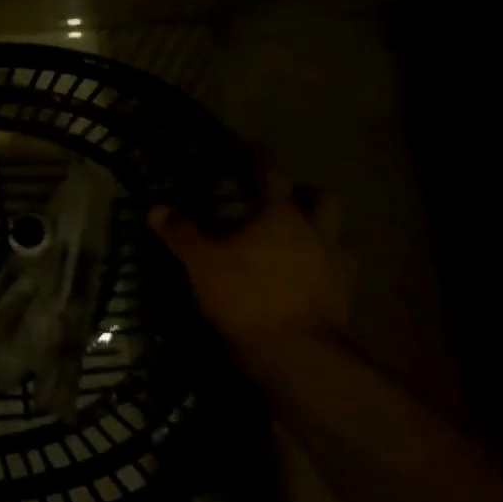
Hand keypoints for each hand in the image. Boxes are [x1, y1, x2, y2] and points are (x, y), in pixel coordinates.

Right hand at [149, 168, 347, 383]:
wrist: (299, 355)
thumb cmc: (249, 296)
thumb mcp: (203, 262)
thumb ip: (183, 233)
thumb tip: (157, 208)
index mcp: (281, 214)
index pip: (272, 173)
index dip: (259, 156)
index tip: (252, 145)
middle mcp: (316, 231)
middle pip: (322, 198)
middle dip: (306, 193)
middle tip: (285, 200)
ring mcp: (337, 266)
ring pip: (339, 235)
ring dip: (323, 232)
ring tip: (301, 242)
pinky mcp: (345, 298)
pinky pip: (341, 273)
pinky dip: (327, 270)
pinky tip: (310, 280)